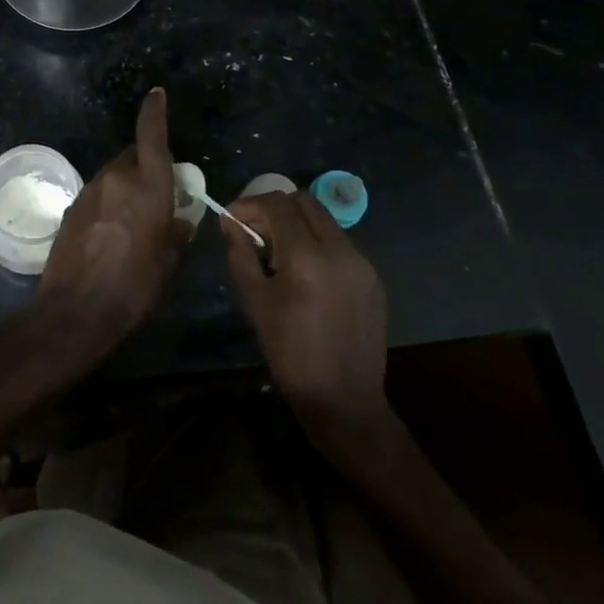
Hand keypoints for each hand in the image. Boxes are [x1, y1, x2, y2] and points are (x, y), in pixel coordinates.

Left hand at [36, 88, 185, 362]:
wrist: (76, 309)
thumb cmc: (134, 286)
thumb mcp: (167, 262)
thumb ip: (176, 233)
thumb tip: (180, 222)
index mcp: (148, 186)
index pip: (152, 136)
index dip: (155, 112)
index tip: (156, 94)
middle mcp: (117, 178)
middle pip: (132, 155)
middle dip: (145, 163)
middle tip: (158, 189)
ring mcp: (90, 190)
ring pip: (114, 173)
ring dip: (126, 184)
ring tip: (135, 216)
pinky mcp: (72, 206)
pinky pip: (98, 193)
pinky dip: (109, 200)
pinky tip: (112, 230)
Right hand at [222, 190, 389, 449]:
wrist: (343, 401)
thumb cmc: (290, 353)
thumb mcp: (255, 301)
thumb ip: (240, 253)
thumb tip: (230, 221)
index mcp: (307, 257)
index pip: (277, 204)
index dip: (250, 204)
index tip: (233, 218)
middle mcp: (340, 250)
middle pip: (305, 202)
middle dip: (275, 208)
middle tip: (256, 231)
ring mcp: (363, 263)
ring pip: (324, 220)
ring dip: (297, 225)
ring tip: (278, 254)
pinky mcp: (373, 278)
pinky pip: (340, 243)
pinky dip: (317, 244)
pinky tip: (305, 273)